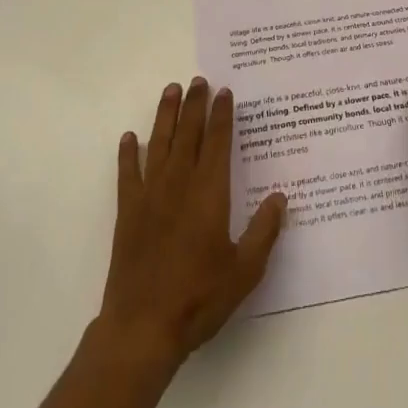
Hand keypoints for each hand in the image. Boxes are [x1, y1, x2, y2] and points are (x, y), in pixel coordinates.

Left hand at [99, 79, 286, 371]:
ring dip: (165, 115)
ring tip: (171, 90)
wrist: (142, 327)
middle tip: (199, 80)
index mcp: (209, 193)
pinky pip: (127, 173)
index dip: (221, 115)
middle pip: (188, 133)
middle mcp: (179, 184)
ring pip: (159, 143)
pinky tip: (129, 138)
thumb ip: (264, 231)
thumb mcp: (245, 271)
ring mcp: (149, 195)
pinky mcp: (127, 212)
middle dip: (195, 104)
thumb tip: (280, 197)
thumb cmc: (199, 298)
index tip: (224, 92)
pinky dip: (128, 153)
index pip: (217, 142)